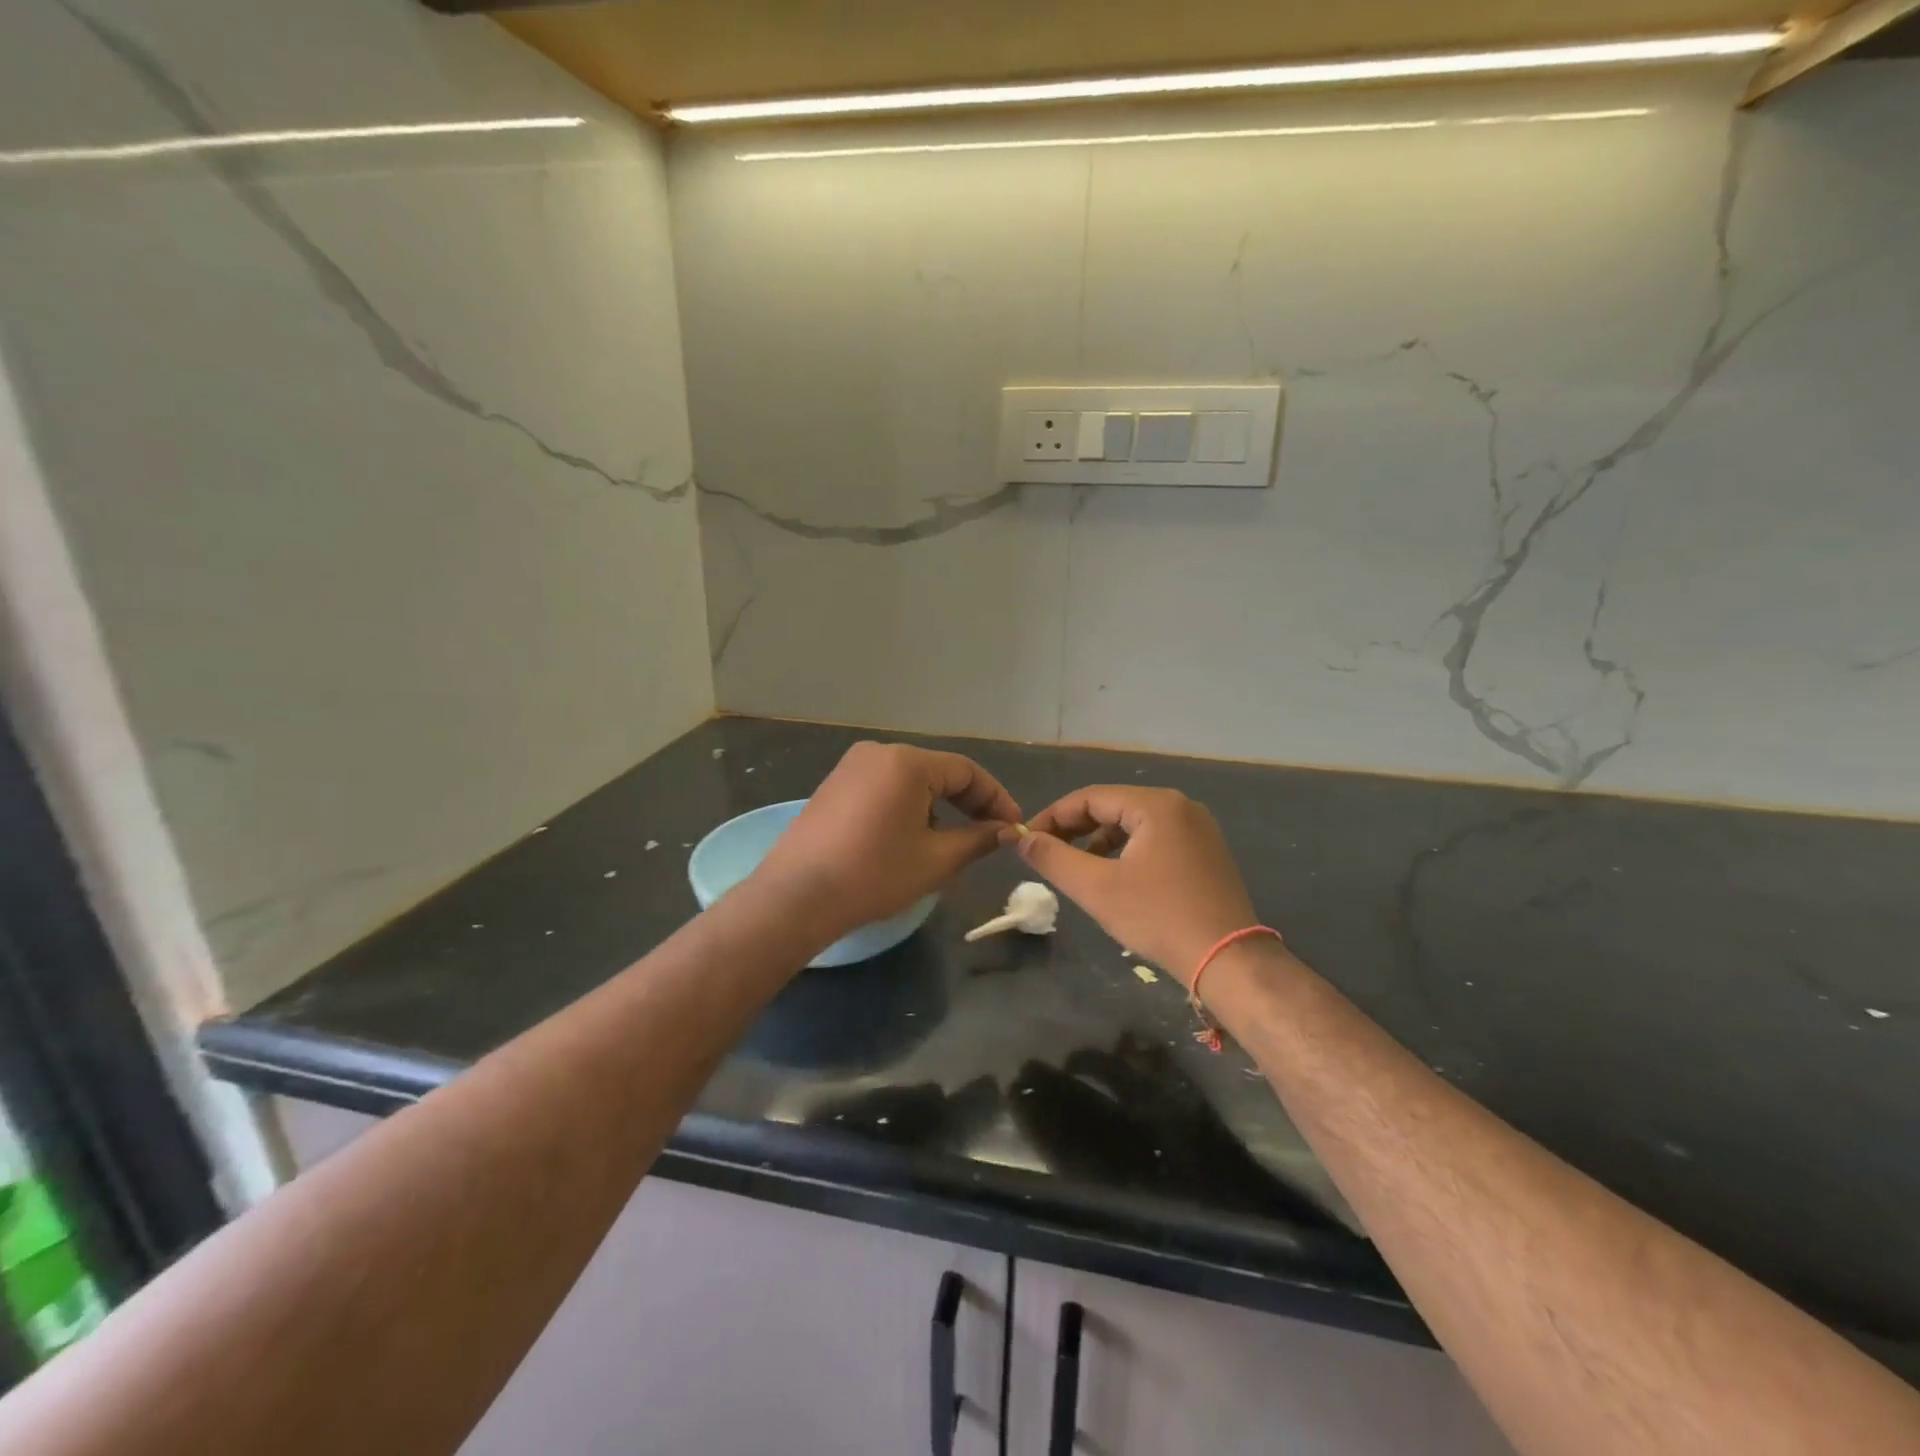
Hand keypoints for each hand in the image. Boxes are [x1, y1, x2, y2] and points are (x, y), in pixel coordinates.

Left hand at [750, 742, 1022, 942]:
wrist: (797, 896)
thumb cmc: (874, 874)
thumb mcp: (936, 860)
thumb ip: (978, 839)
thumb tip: (1006, 831)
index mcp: (907, 762)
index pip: (967, 771)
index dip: (995, 799)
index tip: (1013, 827)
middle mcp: (878, 752)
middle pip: (937, 773)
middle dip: (966, 804)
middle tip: (988, 836)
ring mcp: (851, 767)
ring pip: (910, 783)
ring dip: (936, 809)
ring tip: (947, 846)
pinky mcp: (833, 786)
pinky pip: (883, 790)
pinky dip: (906, 810)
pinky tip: (907, 841)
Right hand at [1012, 786, 1259, 985]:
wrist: (1228, 959)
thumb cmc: (1159, 917)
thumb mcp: (1096, 888)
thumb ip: (1054, 858)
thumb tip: (1022, 838)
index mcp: (1156, 804)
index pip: (1090, 797)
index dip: (1053, 816)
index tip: (1027, 839)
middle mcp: (1180, 806)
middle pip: (1114, 806)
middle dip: (1076, 828)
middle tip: (1047, 852)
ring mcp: (1198, 828)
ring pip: (1134, 823)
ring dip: (1100, 840)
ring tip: (1078, 866)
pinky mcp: (1206, 852)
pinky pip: (1156, 838)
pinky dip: (1128, 850)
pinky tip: (1115, 876)